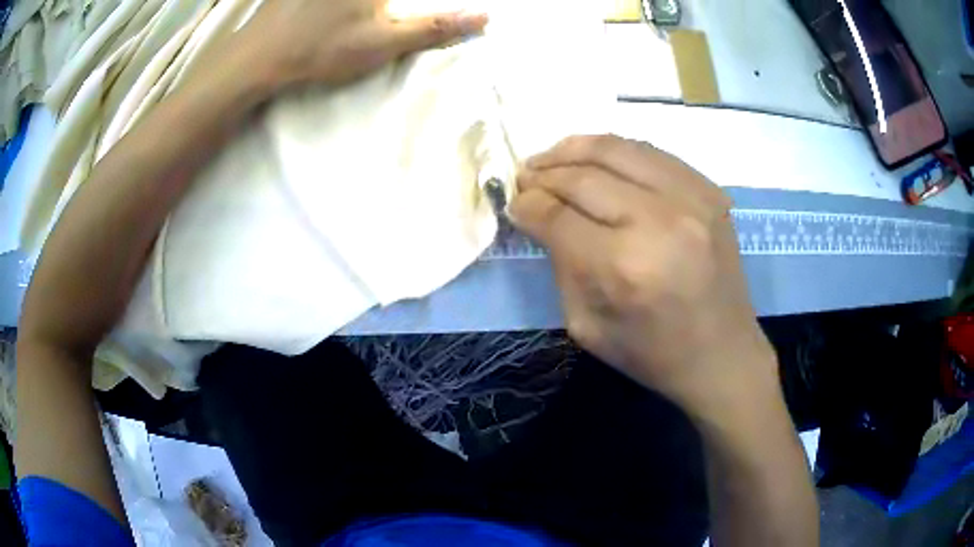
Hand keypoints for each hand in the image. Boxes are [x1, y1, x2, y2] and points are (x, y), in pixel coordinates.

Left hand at [228, 0, 486, 89]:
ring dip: (374, 7)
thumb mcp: (385, 41)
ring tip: (359, 21)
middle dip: (386, 8)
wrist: (258, 56)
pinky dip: (356, 4)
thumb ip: (436, 26)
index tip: (391, 21)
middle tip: (382, 21)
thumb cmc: (322, 48)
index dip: (418, 7)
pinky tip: (350, 13)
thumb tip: (486, 17)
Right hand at [511, 135, 777, 419]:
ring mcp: (691, 199)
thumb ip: (559, 265)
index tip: (514, 202)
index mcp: (623, 266)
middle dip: (544, 172)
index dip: (527, 204)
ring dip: (574, 148)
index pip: (557, 216)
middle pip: (584, 176)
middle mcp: (659, 221)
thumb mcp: (585, 326)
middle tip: (525, 176)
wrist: (721, 354)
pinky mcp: (710, 191)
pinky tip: (598, 159)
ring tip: (553, 156)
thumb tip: (539, 215)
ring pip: (617, 148)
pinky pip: (651, 152)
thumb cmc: (651, 353)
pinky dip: (616, 150)